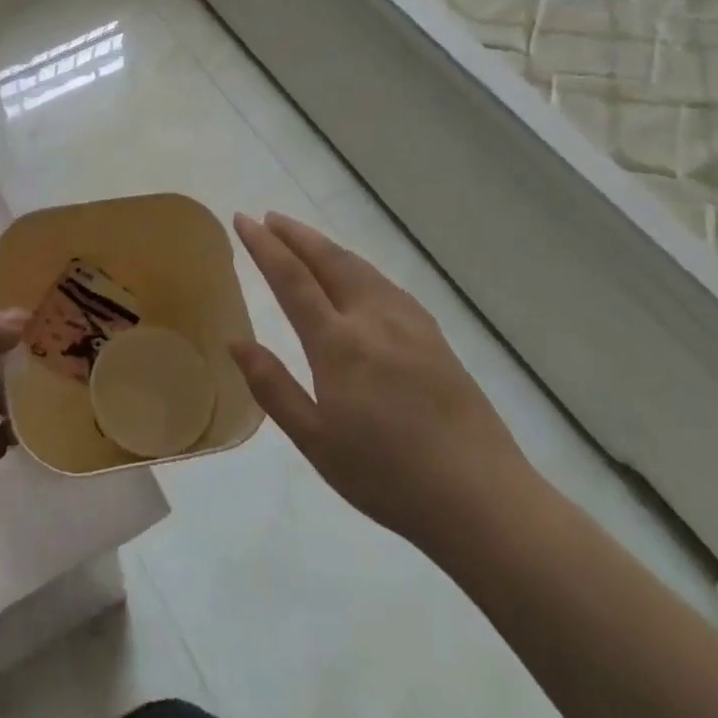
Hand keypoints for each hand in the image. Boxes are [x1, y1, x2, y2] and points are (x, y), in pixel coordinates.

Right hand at [231, 212, 532, 549]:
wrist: (482, 500)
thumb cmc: (387, 477)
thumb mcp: (315, 441)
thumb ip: (272, 386)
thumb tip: (235, 341)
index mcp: (339, 344)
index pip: (292, 278)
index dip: (264, 246)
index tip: (242, 220)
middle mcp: (374, 320)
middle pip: (329, 260)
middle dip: (295, 234)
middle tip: (268, 217)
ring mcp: (410, 325)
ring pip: (360, 268)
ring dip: (326, 246)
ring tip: (303, 239)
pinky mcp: (435, 337)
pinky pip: (386, 284)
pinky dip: (358, 267)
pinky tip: (357, 277)